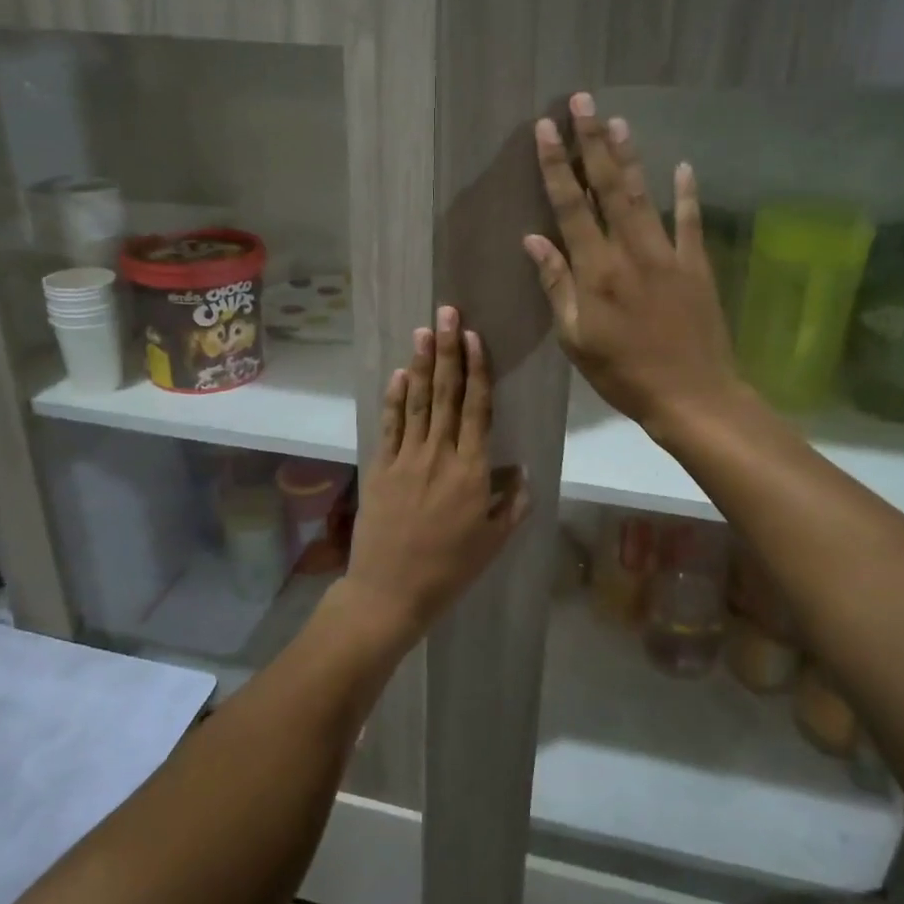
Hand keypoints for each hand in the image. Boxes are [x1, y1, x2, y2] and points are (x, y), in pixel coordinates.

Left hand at [339, 306, 529, 644]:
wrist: (390, 590)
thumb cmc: (450, 569)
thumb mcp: (494, 541)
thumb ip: (513, 503)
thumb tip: (522, 472)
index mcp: (471, 470)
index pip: (477, 408)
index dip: (477, 370)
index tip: (475, 337)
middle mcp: (439, 454)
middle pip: (446, 394)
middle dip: (448, 350)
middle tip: (448, 313)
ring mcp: (406, 458)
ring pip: (416, 402)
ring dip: (421, 363)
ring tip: (424, 330)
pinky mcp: (381, 467)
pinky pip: (390, 425)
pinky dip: (394, 398)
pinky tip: (398, 374)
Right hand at [524, 91, 744, 440]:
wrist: (691, 395)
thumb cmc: (623, 374)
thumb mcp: (576, 338)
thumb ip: (557, 285)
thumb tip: (534, 239)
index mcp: (596, 271)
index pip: (571, 207)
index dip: (556, 166)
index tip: (546, 129)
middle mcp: (630, 252)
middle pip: (608, 188)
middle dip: (592, 142)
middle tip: (581, 102)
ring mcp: (668, 255)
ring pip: (644, 196)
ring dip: (629, 156)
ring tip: (618, 120)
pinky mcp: (696, 266)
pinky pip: (690, 223)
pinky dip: (687, 194)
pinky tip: (683, 166)